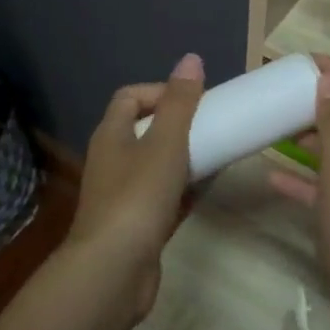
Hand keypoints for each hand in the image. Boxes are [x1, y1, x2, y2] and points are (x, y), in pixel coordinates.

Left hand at [68, 53, 205, 320]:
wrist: (114, 271)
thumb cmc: (138, 197)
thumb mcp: (165, 143)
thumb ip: (180, 102)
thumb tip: (191, 59)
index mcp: (111, 134)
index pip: (130, 96)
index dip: (161, 90)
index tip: (195, 100)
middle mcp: (112, 160)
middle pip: (145, 129)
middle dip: (179, 124)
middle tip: (212, 126)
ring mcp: (123, 194)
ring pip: (157, 164)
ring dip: (185, 156)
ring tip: (218, 152)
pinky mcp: (138, 224)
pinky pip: (165, 196)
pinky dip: (186, 188)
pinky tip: (211, 187)